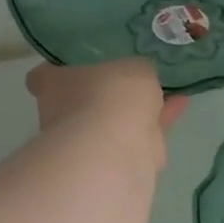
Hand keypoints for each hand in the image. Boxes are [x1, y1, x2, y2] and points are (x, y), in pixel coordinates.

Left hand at [26, 60, 187, 144]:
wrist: (116, 147)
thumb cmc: (111, 95)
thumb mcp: (133, 66)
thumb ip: (137, 68)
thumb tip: (141, 73)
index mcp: (52, 85)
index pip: (44, 75)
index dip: (62, 69)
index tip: (83, 64)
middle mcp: (62, 113)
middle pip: (83, 99)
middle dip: (107, 92)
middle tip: (134, 78)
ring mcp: (86, 140)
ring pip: (114, 118)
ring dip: (138, 108)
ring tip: (167, 90)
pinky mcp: (114, 158)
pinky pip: (138, 133)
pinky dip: (157, 122)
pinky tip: (179, 105)